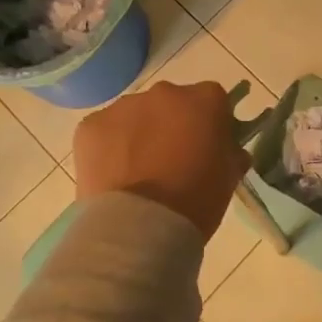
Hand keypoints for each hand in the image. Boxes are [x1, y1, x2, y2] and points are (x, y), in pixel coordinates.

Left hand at [71, 79, 248, 239]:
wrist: (139, 228)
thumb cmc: (195, 202)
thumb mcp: (228, 177)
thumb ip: (230, 152)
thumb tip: (226, 148)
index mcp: (204, 99)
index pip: (213, 100)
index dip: (210, 122)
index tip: (206, 146)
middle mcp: (165, 92)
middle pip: (172, 103)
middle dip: (172, 124)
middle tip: (171, 160)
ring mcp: (124, 106)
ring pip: (136, 114)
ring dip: (139, 133)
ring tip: (137, 172)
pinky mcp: (91, 125)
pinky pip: (105, 130)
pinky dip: (109, 147)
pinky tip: (113, 176)